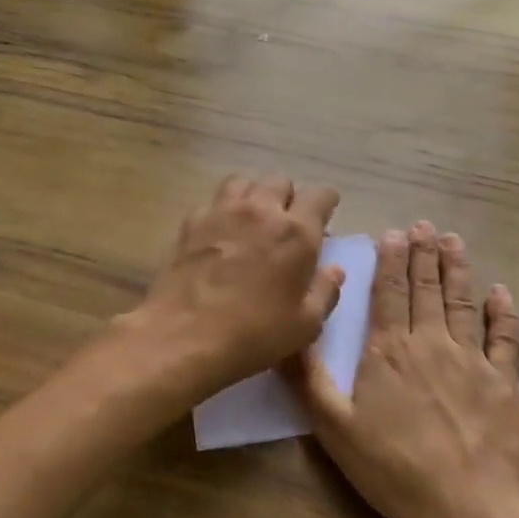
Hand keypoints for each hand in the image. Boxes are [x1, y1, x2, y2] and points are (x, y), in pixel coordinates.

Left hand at [128, 173, 342, 402]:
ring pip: (243, 182)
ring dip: (254, 194)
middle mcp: (260, 211)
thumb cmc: (253, 334)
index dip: (326, 201)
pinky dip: (222, 210)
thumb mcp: (304, 325)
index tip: (326, 212)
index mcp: (296, 233)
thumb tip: (335, 269)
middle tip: (287, 220)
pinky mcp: (191, 223)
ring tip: (253, 217)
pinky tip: (220, 232)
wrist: (184, 336)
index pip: (319, 196)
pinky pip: (212, 202)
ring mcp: (221, 212)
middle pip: (279, 181)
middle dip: (288, 196)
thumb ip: (324, 292)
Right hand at [292, 222, 518, 517]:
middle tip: (424, 225)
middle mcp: (430, 343)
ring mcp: (472, 360)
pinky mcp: (504, 381)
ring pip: (461, 302)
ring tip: (453, 241)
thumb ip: (309, 378)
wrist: (463, 507)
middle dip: (423, 254)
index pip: (388, 294)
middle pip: (425, 289)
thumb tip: (290, 334)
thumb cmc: (391, 468)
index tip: (394, 233)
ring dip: (456, 269)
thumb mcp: (333, 427)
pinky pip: (503, 338)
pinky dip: (501, 312)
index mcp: (389, 351)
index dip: (390, 262)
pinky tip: (499, 291)